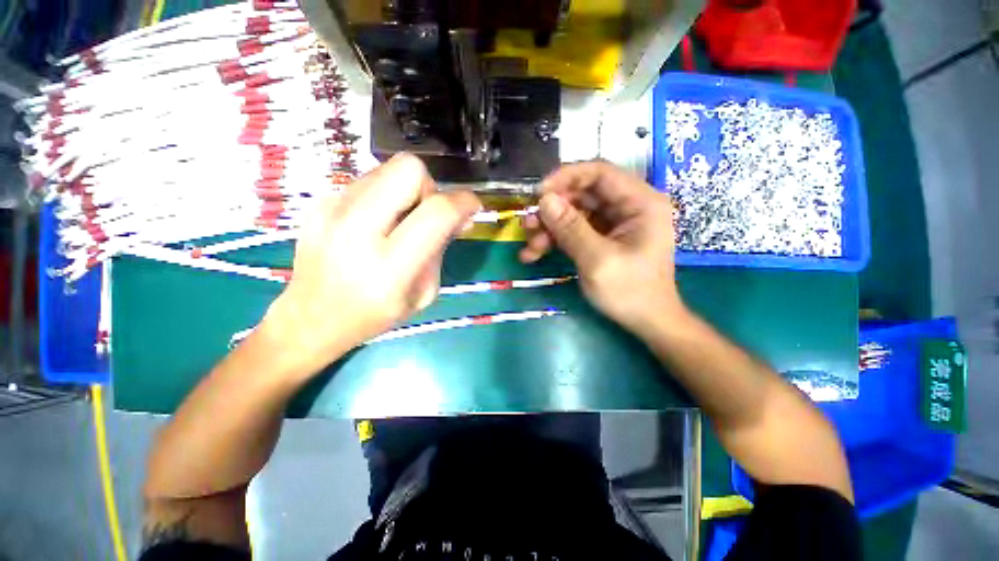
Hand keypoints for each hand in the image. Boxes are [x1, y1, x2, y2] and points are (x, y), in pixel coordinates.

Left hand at [263, 154, 480, 368]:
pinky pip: (368, 180)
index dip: (463, 202)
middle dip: (430, 186)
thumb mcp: (423, 293)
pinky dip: (384, 194)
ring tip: (401, 219)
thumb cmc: (375, 314)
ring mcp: (332, 211)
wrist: (311, 318)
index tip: (472, 206)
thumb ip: (442, 250)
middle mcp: (357, 231)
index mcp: (390, 267)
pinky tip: (377, 221)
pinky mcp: (320, 202)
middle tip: (426, 212)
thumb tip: (462, 217)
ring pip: (387, 169)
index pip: (437, 213)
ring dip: (407, 190)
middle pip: (408, 169)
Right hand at [520, 160, 683, 333]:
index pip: (599, 172)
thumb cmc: (630, 292)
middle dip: (552, 210)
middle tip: (528, 225)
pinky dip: (555, 241)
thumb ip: (570, 228)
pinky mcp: (602, 238)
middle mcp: (628, 207)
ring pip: (574, 214)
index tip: (538, 194)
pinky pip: (574, 231)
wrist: (646, 322)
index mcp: (640, 202)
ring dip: (549, 228)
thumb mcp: (597, 260)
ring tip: (529, 247)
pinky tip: (534, 254)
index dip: (566, 177)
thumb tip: (544, 200)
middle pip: (582, 194)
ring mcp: (614, 224)